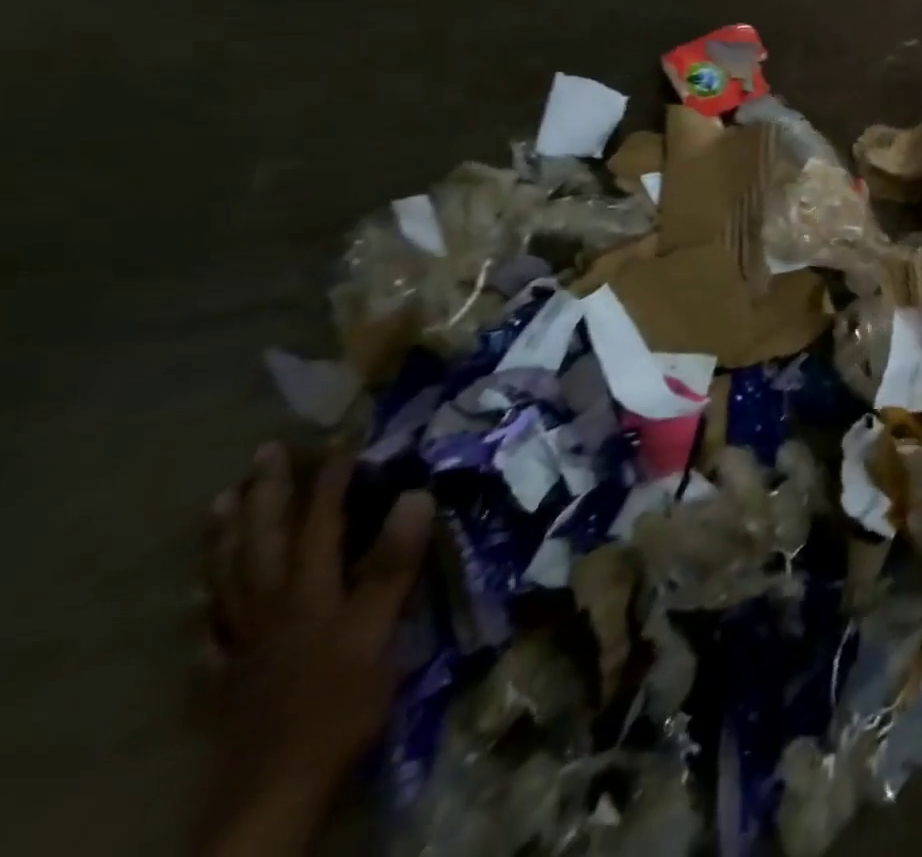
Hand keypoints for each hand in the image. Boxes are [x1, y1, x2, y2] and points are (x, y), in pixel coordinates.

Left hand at [200, 442, 433, 847]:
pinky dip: (205, 613)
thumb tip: (416, 493)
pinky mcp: (229, 683)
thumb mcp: (380, 629)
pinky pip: (208, 639)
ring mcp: (242, 646)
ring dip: (225, 538)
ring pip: (227, 581)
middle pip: (261, 544)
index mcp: (308, 593)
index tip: (343, 435)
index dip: (330, 478)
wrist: (278, 789)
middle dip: (266, 494)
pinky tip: (201, 606)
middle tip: (266, 451)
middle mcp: (270, 609)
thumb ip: (393, 564)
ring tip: (222, 502)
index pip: (318, 522)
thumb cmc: (341, 701)